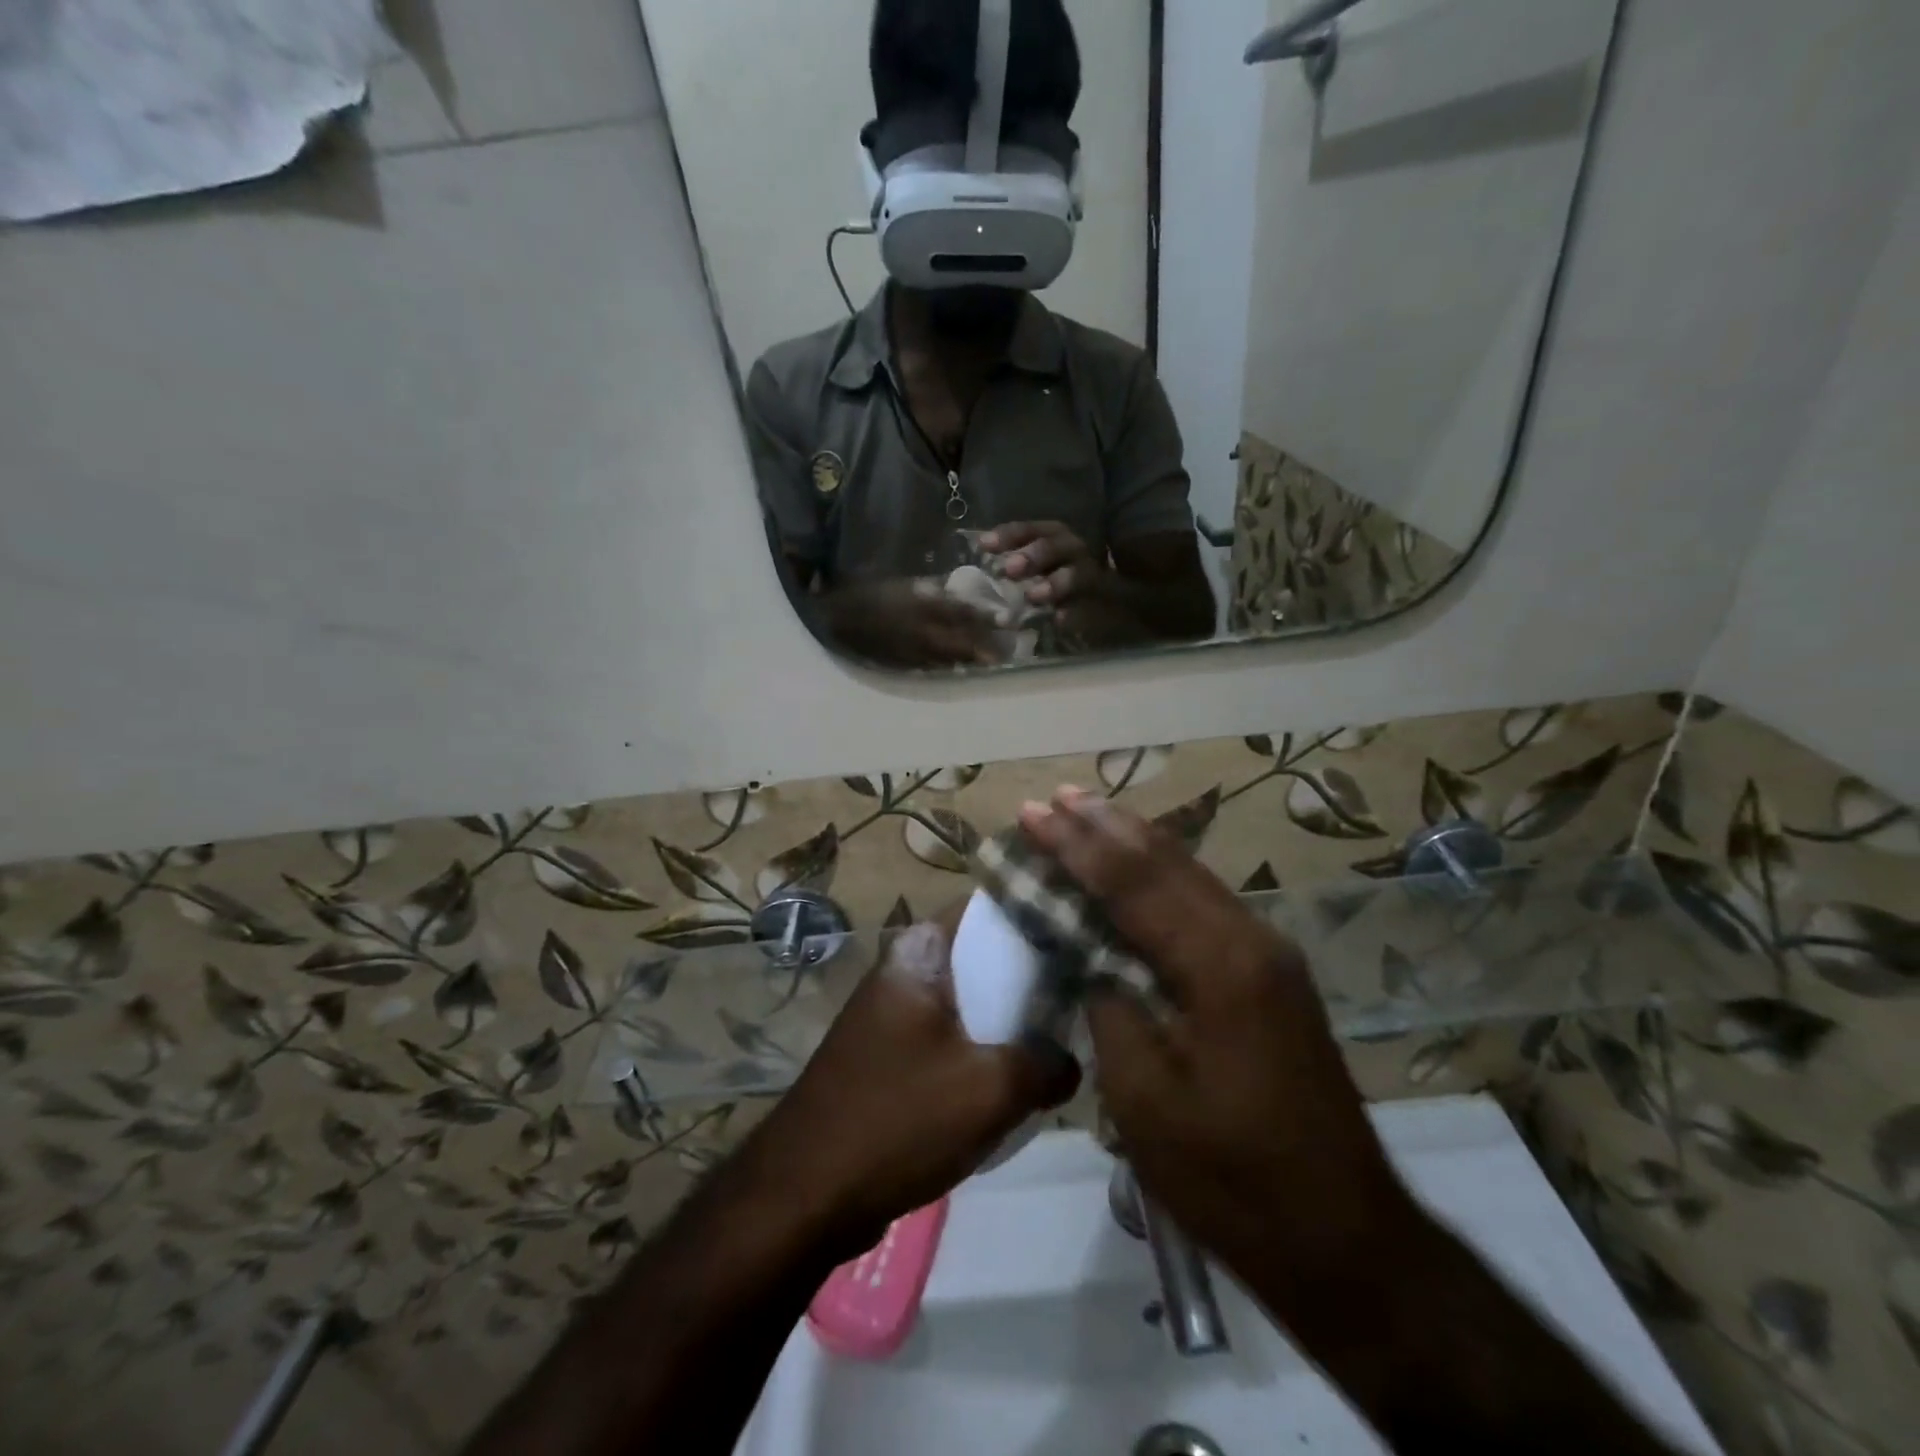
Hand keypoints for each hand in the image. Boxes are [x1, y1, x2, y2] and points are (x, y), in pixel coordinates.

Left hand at [752, 915, 1080, 1250]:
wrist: (805, 1194)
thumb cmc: (898, 1119)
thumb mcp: (990, 1090)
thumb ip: (1047, 1064)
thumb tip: (1071, 1061)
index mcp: (919, 952)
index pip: (988, 907)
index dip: (1036, 913)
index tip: (1082, 931)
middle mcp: (903, 968)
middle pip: (981, 954)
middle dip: (1031, 974)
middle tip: (1085, 990)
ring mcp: (893, 1012)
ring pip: (968, 999)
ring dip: (1009, 1018)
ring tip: (1062, 1034)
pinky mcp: (890, 1053)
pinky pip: (950, 1035)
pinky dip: (983, 1049)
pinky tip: (1017, 1077)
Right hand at [822, 579, 1001, 668]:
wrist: (834, 620)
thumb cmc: (866, 594)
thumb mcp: (900, 584)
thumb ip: (929, 588)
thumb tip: (953, 589)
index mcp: (922, 606)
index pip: (961, 612)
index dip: (985, 616)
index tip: (1007, 618)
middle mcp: (922, 632)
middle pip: (962, 642)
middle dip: (985, 647)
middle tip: (1005, 650)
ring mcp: (914, 652)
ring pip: (950, 659)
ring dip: (971, 660)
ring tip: (991, 661)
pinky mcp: (904, 665)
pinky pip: (933, 668)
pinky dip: (949, 667)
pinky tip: (959, 667)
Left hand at [983, 521, 1103, 605]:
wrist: (1107, 600)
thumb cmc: (1055, 577)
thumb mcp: (1034, 565)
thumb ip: (1011, 563)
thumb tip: (978, 565)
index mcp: (1052, 535)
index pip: (1029, 529)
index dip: (1008, 535)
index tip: (985, 545)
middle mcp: (1072, 550)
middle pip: (1053, 547)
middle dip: (1032, 556)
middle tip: (1010, 570)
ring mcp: (1088, 576)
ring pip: (1076, 575)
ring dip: (1054, 583)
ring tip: (1034, 596)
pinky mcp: (1099, 603)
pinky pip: (1088, 606)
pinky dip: (1074, 613)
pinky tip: (1060, 619)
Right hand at [1017, 788, 1411, 1281]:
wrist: (1343, 1237)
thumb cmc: (1232, 1179)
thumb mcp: (1146, 1102)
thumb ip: (1112, 1010)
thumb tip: (1095, 962)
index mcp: (1219, 967)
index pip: (1132, 884)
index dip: (1076, 846)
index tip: (1032, 813)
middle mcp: (1250, 940)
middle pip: (1166, 863)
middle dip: (1104, 826)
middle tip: (1054, 797)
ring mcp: (1269, 955)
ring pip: (1191, 875)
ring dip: (1134, 842)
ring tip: (1087, 811)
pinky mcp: (1271, 975)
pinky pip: (1206, 903)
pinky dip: (1161, 877)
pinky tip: (1139, 868)